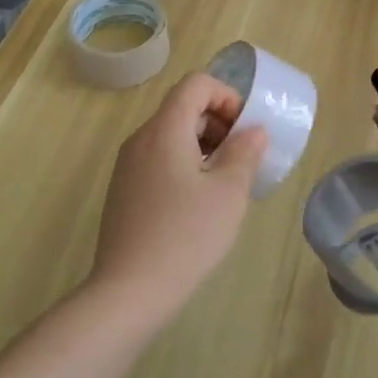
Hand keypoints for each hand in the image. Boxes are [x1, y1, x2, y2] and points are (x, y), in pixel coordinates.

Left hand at [89, 72, 268, 326]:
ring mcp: (127, 166)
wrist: (128, 293)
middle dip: (219, 122)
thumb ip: (245, 153)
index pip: (196, 84)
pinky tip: (198, 203)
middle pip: (183, 107)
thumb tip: (254, 131)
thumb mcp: (228, 192)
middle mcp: (141, 139)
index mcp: (164, 130)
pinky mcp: (123, 191)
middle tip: (241, 157)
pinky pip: (158, 159)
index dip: (227, 96)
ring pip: (171, 135)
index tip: (244, 130)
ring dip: (204, 145)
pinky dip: (184, 164)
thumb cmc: (185, 236)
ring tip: (224, 182)